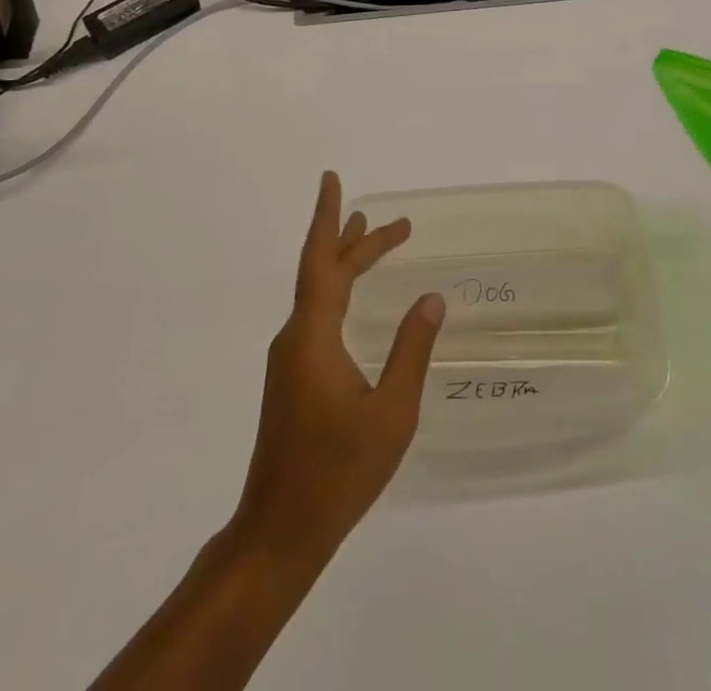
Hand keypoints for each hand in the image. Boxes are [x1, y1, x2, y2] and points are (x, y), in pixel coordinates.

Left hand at [232, 171, 445, 561]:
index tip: (332, 180)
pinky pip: (317, 316)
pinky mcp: (292, 378)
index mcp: (313, 337)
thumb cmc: (338, 472)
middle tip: (399, 225)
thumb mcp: (391, 412)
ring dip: (346, 265)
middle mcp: (295, 338)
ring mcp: (290, 359)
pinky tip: (354, 300)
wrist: (279, 532)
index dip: (328, 218)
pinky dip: (339, 292)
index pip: (322, 262)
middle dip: (357, 242)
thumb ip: (411, 351)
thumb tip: (430, 299)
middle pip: (324, 273)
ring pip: (319, 294)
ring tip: (371, 238)